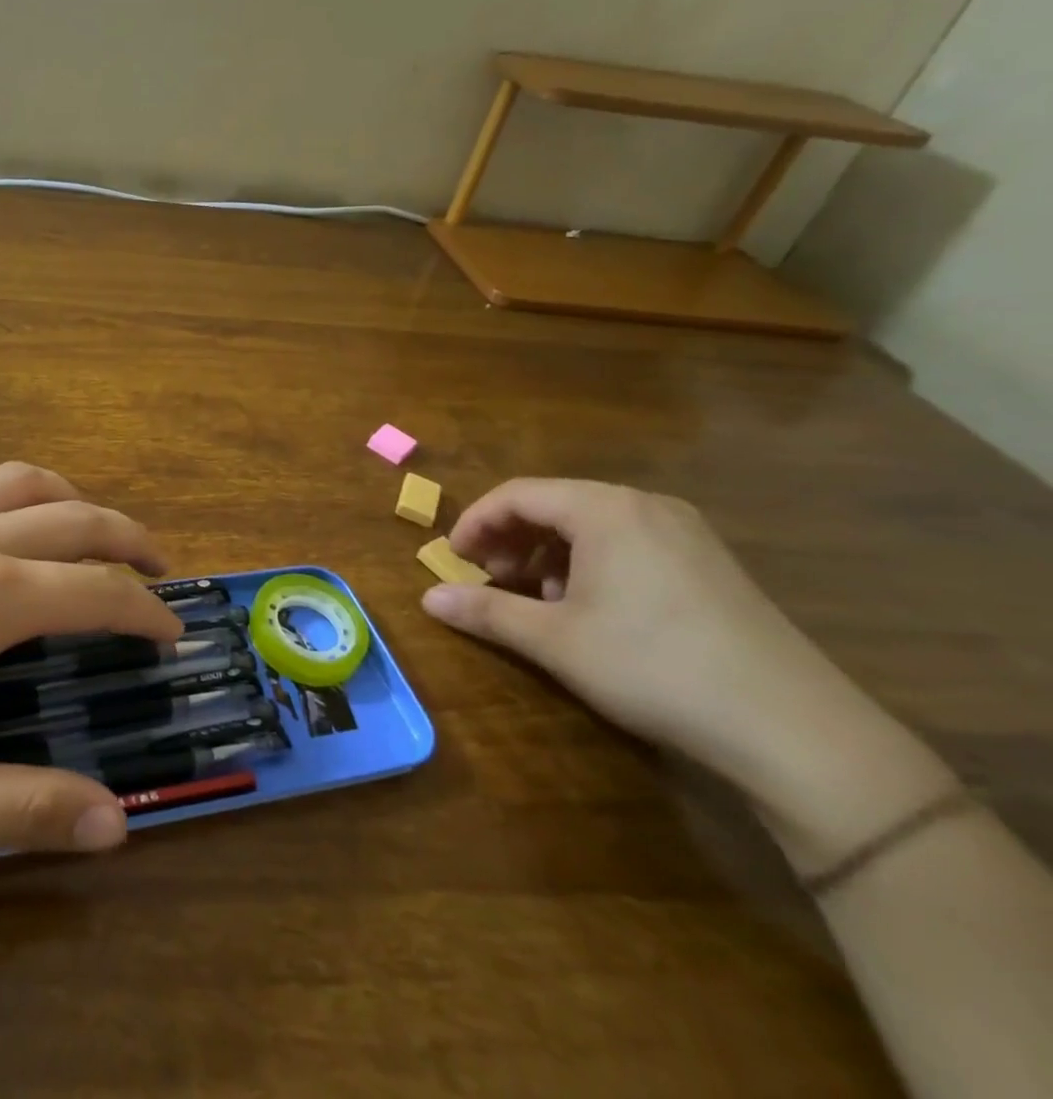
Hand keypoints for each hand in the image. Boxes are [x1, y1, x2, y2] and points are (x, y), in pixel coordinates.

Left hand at [0, 461, 181, 856]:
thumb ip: (22, 809)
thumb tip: (116, 825)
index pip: (96, 589)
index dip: (145, 610)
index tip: (171, 632)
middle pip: (73, 517)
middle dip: (128, 538)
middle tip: (158, 568)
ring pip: (18, 479)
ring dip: (69, 498)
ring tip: (90, 527)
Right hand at [420, 478, 963, 874]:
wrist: (796, 730)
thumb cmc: (654, 667)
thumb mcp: (556, 641)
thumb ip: (486, 613)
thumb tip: (427, 600)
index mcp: (605, 509)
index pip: (517, 494)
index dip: (475, 522)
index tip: (454, 559)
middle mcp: (646, 506)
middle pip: (555, 503)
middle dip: (511, 537)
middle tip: (490, 579)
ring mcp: (686, 532)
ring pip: (592, 524)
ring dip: (549, 552)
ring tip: (538, 597)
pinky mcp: (710, 563)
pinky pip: (629, 542)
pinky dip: (591, 563)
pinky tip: (592, 608)